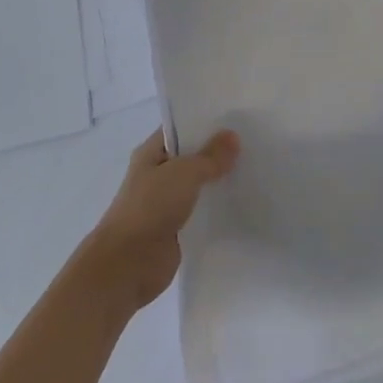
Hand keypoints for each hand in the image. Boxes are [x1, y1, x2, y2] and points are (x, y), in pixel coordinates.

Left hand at [83, 129, 239, 310]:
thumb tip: (232, 136)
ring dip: (219, 180)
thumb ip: (210, 156)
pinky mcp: (176, 228)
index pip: (180, 129)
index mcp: (150, 153)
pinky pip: (201, 210)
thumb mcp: (184, 173)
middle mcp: (157, 175)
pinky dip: (217, 207)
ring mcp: (166, 203)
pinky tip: (242, 201)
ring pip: (198, 185)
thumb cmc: (150, 208)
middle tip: (254, 142)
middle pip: (191, 157)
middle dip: (217, 151)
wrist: (128, 264)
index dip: (205, 122)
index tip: (236, 118)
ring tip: (254, 169)